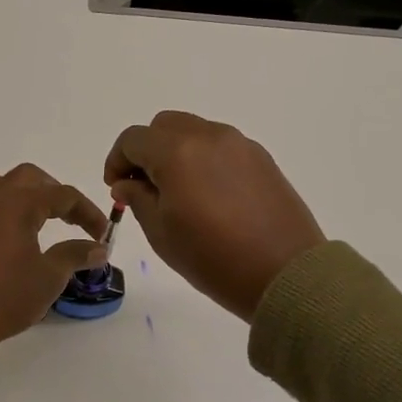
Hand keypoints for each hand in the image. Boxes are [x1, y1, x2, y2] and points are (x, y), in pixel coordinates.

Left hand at [0, 165, 110, 345]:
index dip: (87, 212)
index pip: (63, 195)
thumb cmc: (7, 294)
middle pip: (28, 177)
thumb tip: (98, 248)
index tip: (102, 235)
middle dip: (53, 191)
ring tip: (34, 217)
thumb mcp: (50, 276)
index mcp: (19, 204)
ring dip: (19, 194)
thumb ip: (75, 255)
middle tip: (70, 217)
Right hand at [105, 111, 324, 321]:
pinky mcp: (261, 157)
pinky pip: (220, 146)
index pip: (133, 139)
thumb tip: (127, 182)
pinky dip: (203, 158)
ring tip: (177, 192)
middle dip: (146, 151)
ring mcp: (239, 144)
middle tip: (143, 187)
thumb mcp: (161, 233)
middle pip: (163, 126)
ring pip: (194, 132)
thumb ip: (138, 198)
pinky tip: (207, 194)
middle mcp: (208, 136)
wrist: (285, 274)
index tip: (116, 188)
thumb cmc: (213, 258)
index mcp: (177, 152)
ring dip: (175, 152)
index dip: (117, 161)